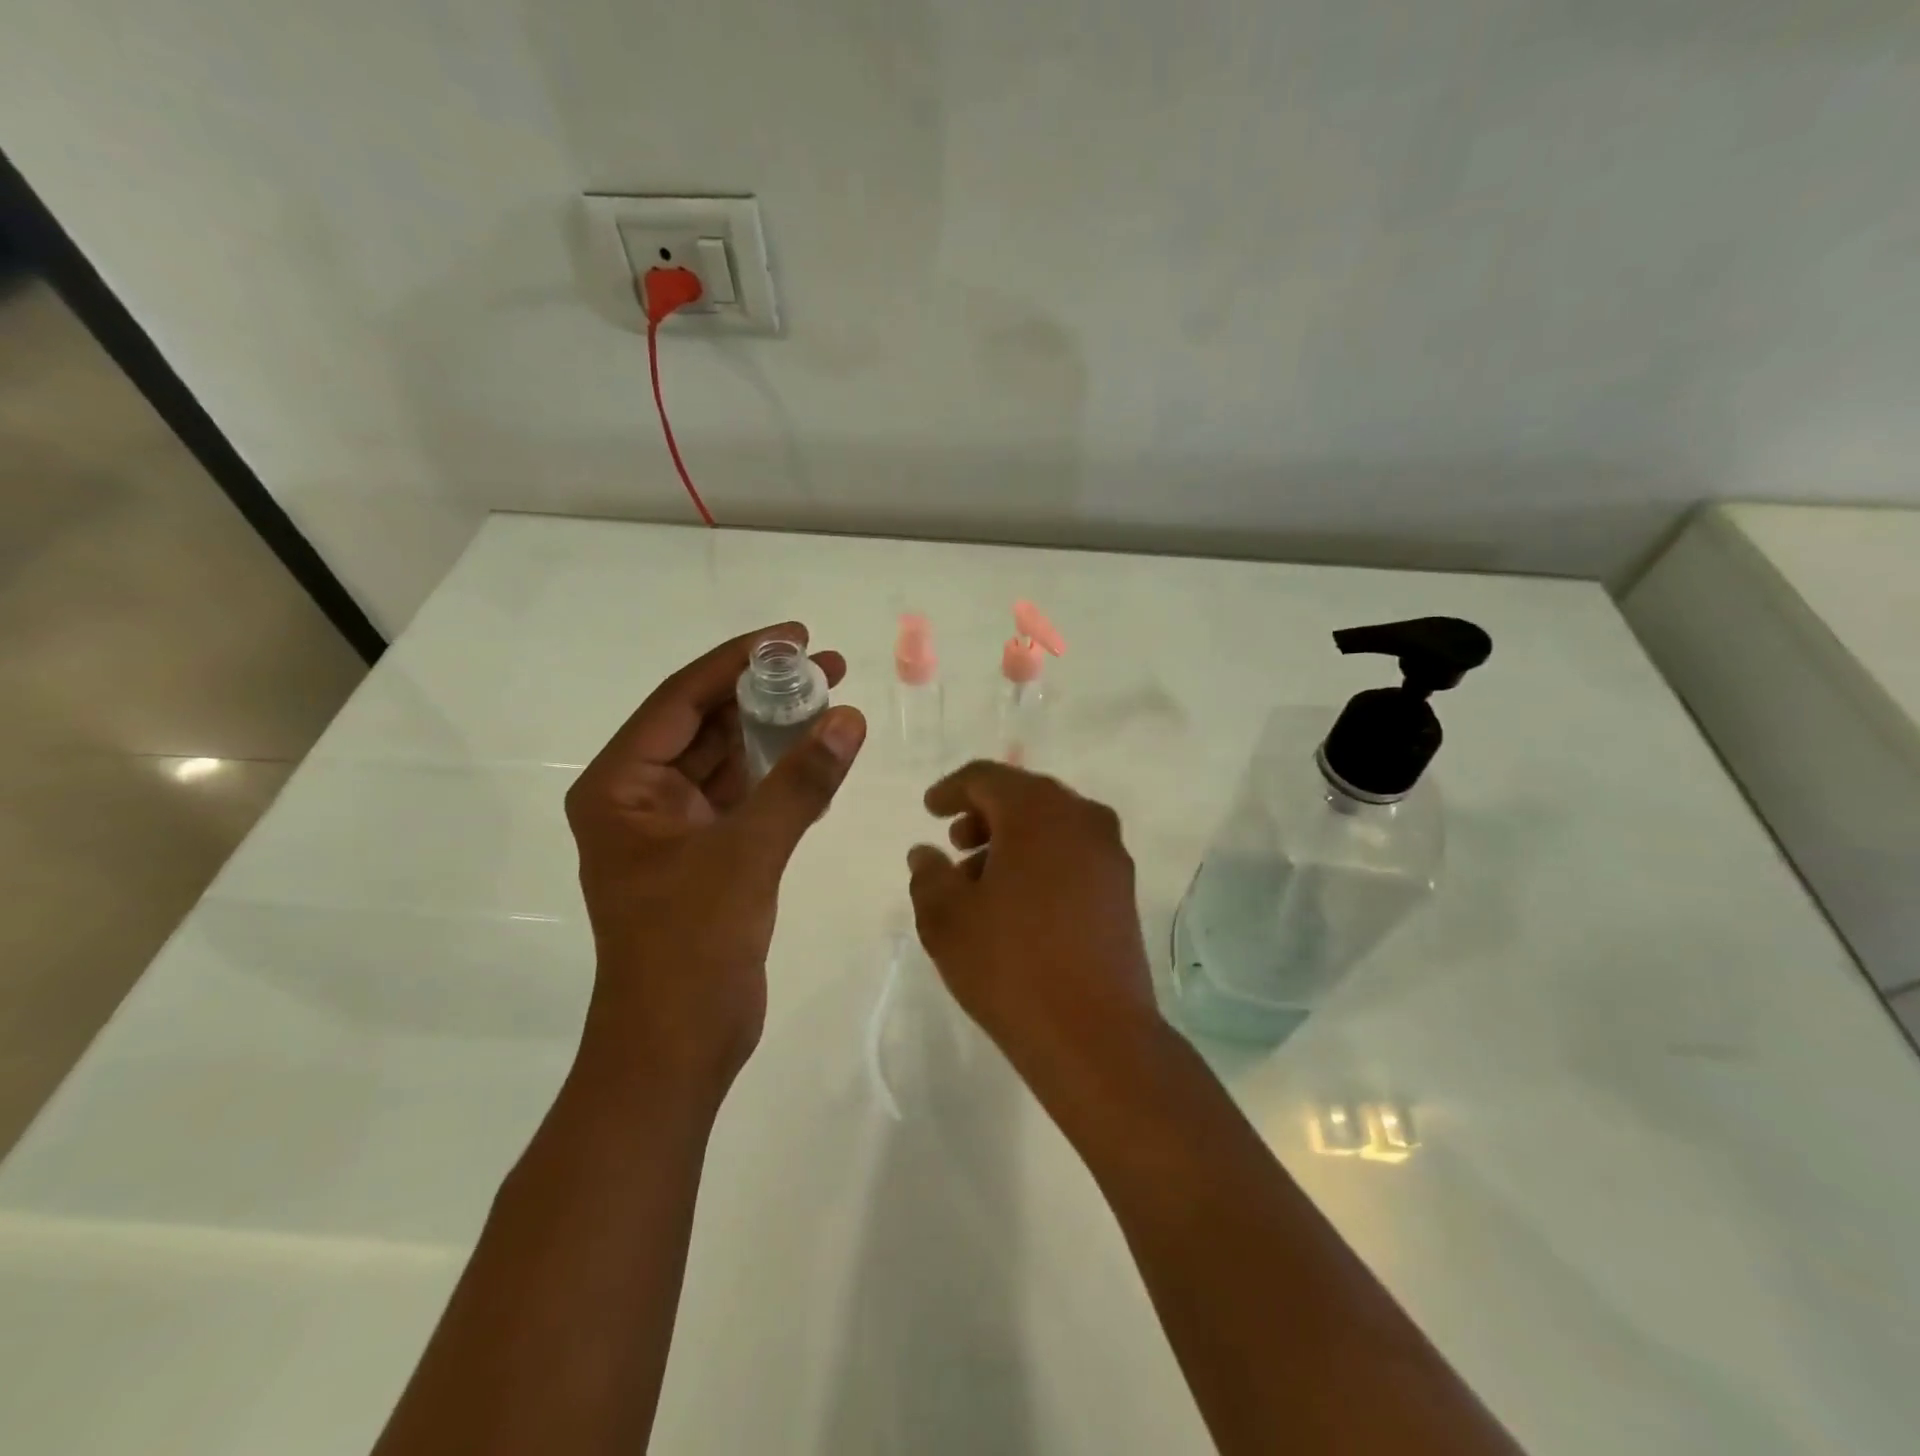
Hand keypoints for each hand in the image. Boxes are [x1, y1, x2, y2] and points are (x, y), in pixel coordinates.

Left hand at [565, 623, 866, 1099]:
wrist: (678, 1047)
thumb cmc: (690, 947)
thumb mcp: (746, 854)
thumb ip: (799, 782)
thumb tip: (849, 718)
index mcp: (621, 786)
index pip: (681, 700)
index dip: (737, 661)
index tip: (792, 635)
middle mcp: (642, 797)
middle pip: (708, 724)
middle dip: (766, 692)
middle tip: (827, 663)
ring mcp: (677, 827)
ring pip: (732, 759)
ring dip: (779, 730)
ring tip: (834, 696)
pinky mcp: (710, 854)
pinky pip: (749, 796)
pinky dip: (784, 775)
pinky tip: (825, 754)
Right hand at [906, 762, 1156, 1077]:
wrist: (1095, 1034)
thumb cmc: (1010, 965)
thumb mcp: (946, 919)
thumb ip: (929, 875)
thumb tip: (926, 853)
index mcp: (1038, 811)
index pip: (988, 777)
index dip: (952, 789)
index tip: (929, 809)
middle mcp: (1082, 818)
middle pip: (1025, 796)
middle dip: (984, 814)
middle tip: (954, 843)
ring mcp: (1110, 854)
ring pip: (1052, 826)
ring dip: (1012, 839)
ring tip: (979, 880)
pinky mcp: (1123, 889)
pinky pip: (1073, 853)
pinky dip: (1041, 860)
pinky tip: (1018, 901)